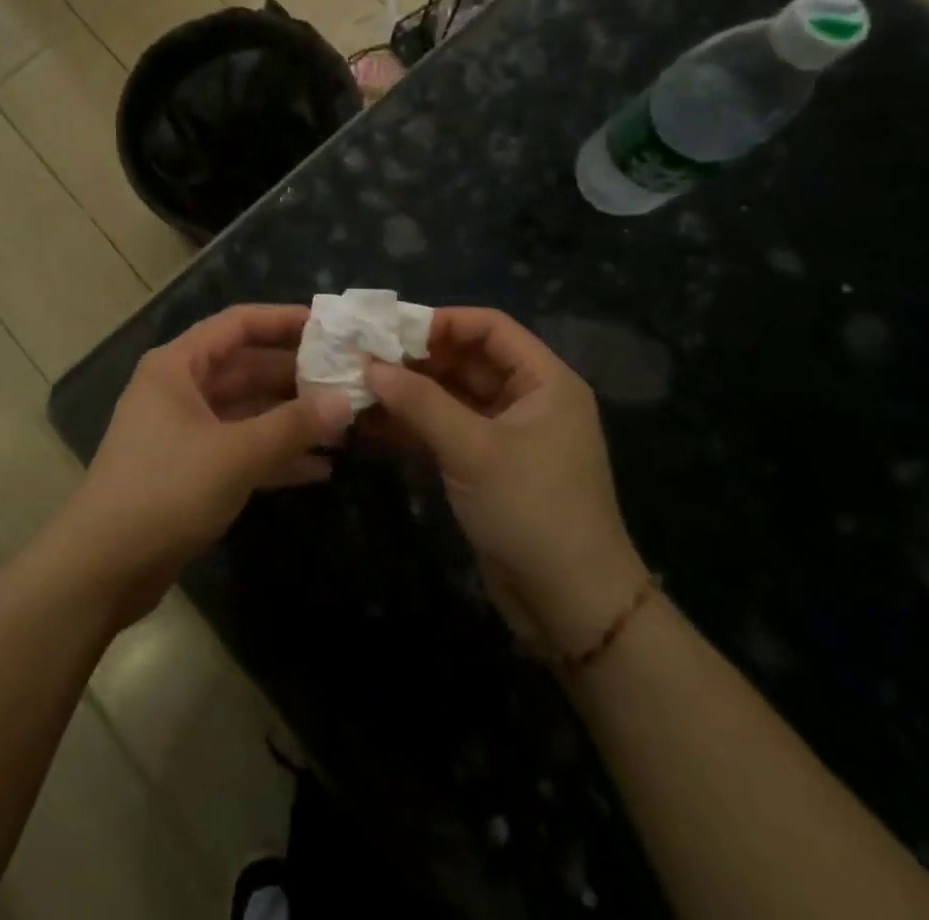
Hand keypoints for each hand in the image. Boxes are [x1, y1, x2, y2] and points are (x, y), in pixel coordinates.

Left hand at [56, 305, 352, 621]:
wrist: (105, 566)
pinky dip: (273, 455)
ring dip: (288, 419)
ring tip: (342, 425)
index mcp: (177, 366)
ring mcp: (182, 431)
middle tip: (346, 380)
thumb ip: (293, 425)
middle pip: (244, 368)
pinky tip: (319, 468)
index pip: (237, 324)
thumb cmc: (167, 490)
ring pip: (244, 411)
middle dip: (294, 376)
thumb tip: (345, 401)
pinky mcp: (188, 470)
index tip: (327, 326)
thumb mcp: (236, 454)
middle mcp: (178, 389)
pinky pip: (238, 448)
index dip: (282, 320)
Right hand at [364, 308, 647, 662]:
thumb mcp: (473, 450)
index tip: (389, 329)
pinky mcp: (486, 466)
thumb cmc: (532, 511)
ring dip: (408, 393)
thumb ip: (420, 402)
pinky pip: (446, 430)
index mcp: (544, 382)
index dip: (441, 322)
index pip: (490, 328)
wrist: (571, 606)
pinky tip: (372, 424)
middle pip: (466, 360)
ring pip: (451, 396)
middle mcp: (527, 399)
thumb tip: (369, 365)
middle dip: (415, 359)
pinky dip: (413, 425)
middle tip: (362, 358)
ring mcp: (505, 434)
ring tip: (357, 387)